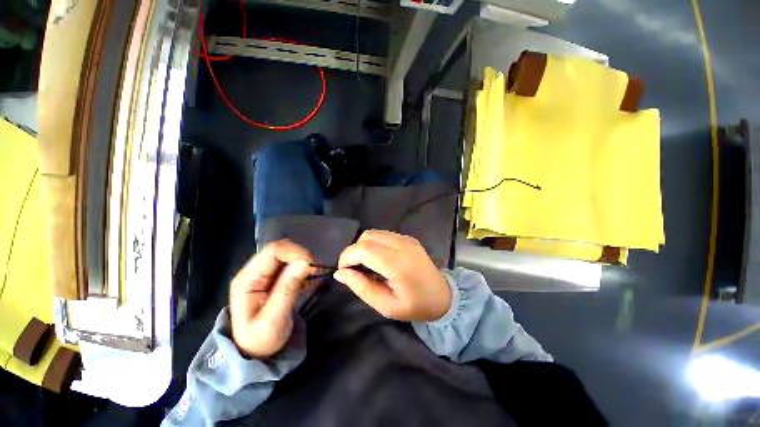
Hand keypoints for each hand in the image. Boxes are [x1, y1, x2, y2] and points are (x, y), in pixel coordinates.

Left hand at [229, 240, 314, 358]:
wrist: (255, 353)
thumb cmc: (260, 341)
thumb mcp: (274, 320)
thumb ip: (287, 289)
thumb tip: (304, 262)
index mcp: (248, 279)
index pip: (273, 251)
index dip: (295, 252)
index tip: (312, 265)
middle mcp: (255, 271)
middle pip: (281, 250)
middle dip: (301, 256)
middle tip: (316, 271)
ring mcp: (265, 274)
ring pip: (288, 255)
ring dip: (304, 262)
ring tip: (316, 275)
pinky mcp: (275, 278)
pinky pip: (292, 264)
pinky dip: (305, 268)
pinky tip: (312, 278)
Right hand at [334, 230, 451, 321]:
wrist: (443, 296)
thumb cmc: (415, 306)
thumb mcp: (386, 306)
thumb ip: (361, 287)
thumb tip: (340, 273)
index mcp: (397, 264)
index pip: (363, 249)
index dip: (347, 257)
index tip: (343, 272)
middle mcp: (402, 245)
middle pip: (366, 237)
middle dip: (353, 251)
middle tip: (354, 270)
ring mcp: (406, 239)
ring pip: (373, 233)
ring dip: (363, 246)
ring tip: (366, 265)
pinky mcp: (408, 237)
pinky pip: (383, 234)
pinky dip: (373, 244)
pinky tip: (378, 259)